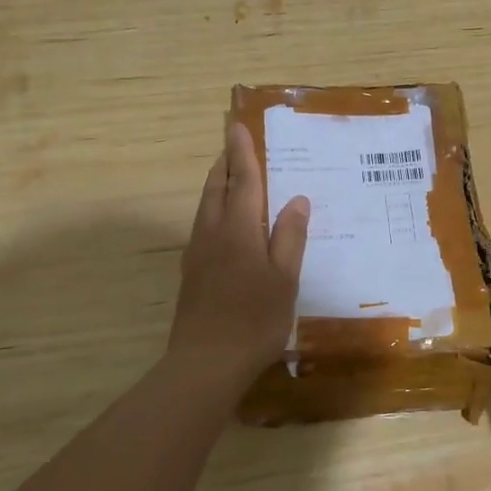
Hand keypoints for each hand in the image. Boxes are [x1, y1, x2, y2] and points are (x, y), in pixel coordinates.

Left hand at [167, 122, 309, 386]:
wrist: (205, 363)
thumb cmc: (253, 319)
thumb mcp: (284, 279)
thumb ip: (289, 237)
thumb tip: (298, 199)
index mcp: (238, 230)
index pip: (242, 181)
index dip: (242, 153)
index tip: (238, 126)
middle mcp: (212, 234)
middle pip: (216, 189)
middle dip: (226, 164)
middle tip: (235, 145)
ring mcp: (197, 254)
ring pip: (206, 207)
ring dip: (218, 186)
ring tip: (232, 177)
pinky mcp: (192, 274)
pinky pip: (203, 226)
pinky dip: (215, 210)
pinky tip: (226, 224)